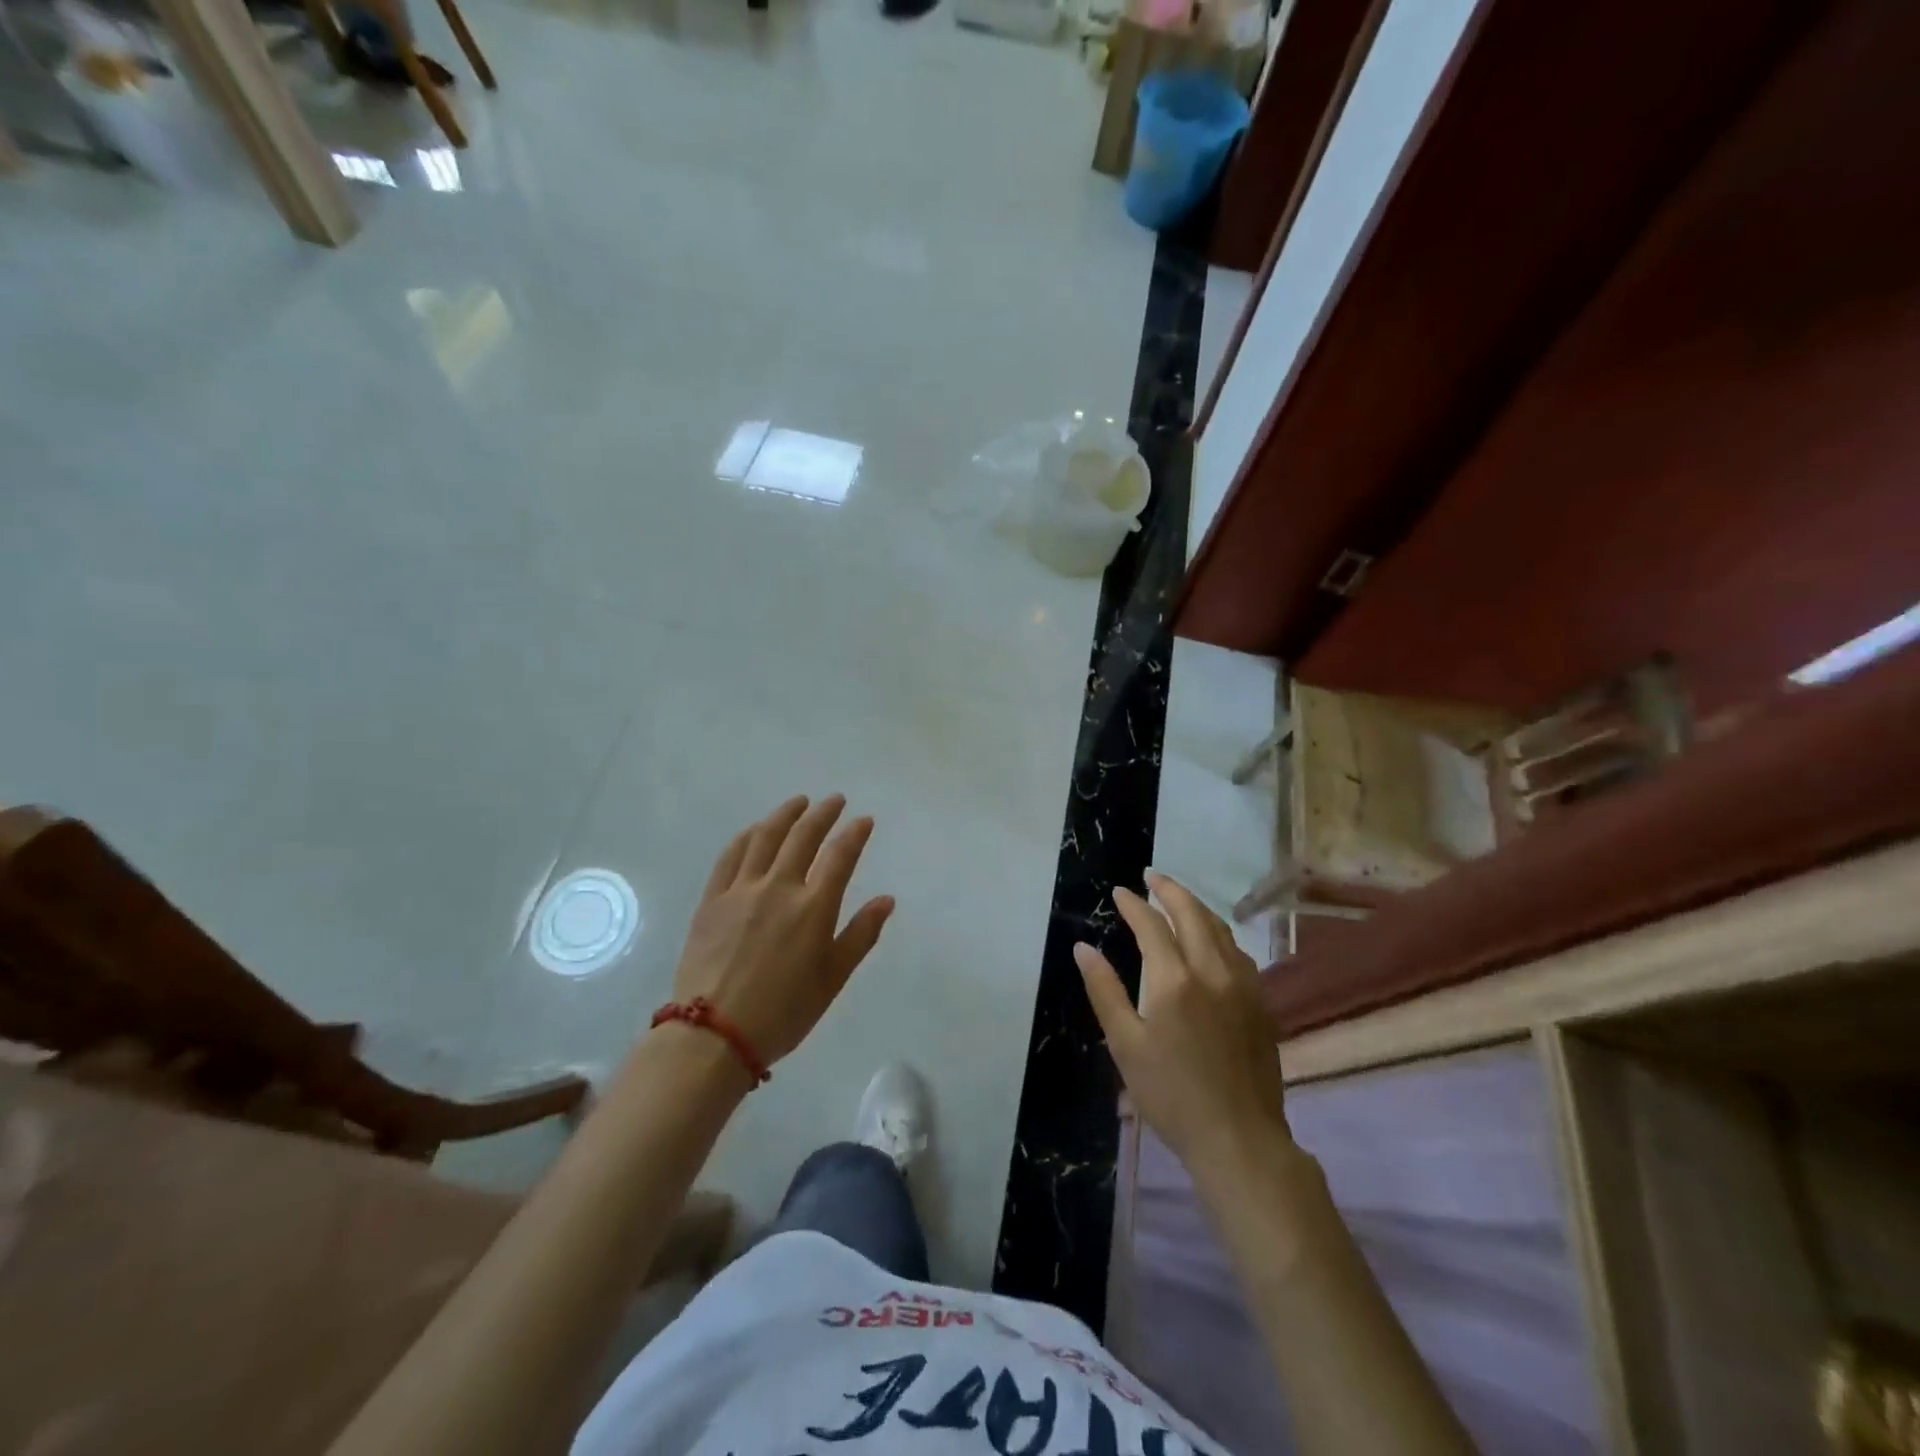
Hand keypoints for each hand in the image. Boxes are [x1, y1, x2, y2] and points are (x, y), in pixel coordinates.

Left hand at [670, 795, 893, 1066]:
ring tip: (798, 803)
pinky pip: (731, 855)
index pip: (840, 855)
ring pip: (765, 837)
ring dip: (785, 814)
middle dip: (822, 813)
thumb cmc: (783, 1012)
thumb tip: (886, 899)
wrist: (713, 1035)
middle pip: (803, 836)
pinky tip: (755, 830)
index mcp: (813, 907)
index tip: (864, 819)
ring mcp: (741, 890)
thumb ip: (860, 935)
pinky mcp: (712, 899)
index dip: (855, 833)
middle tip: (834, 800)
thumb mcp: (832, 979)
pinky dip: (747, 836)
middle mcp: (778, 887)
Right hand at [1076, 872, 1289, 1186]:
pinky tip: (1210, 939)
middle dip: (1169, 889)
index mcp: (1174, 980)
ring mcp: (1243, 985)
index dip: (1133, 904)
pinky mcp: (1259, 1002)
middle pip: (1192, 913)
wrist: (1239, 1140)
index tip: (1119, 891)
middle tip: (1151, 876)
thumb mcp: (1125, 1044)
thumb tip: (1083, 948)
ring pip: (1220, 929)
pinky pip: (1237, 952)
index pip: (1151, 924)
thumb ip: (1104, 990)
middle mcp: (1212, 971)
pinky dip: (1218, 932)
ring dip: (1196, 907)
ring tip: (1177, 899)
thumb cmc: (1171, 1095)